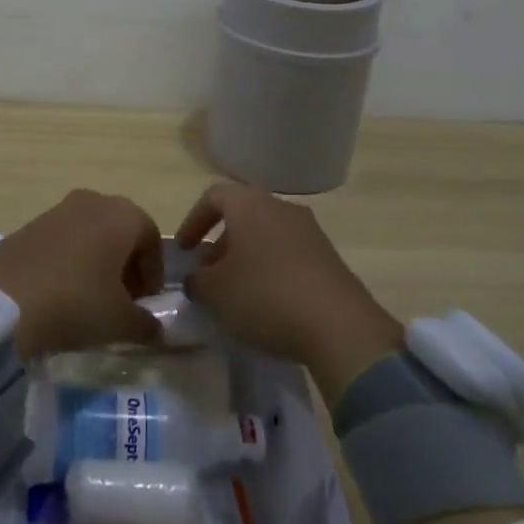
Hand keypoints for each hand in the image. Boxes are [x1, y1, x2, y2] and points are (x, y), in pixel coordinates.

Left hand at [0, 190, 165, 358]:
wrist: (4, 302)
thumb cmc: (76, 303)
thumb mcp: (121, 323)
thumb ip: (147, 324)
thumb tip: (155, 328)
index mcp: (121, 214)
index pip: (151, 238)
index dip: (154, 272)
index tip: (147, 303)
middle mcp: (92, 201)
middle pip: (121, 231)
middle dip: (127, 265)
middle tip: (123, 301)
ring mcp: (58, 209)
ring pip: (91, 232)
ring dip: (99, 261)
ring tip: (92, 298)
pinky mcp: (30, 223)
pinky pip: (64, 238)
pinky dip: (72, 259)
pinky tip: (62, 291)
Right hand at [176, 182, 403, 402]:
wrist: (340, 326)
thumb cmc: (265, 297)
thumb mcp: (215, 293)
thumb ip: (197, 280)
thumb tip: (198, 277)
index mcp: (249, 204)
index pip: (213, 196)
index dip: (193, 221)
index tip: (184, 250)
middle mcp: (280, 207)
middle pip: (242, 215)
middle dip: (221, 243)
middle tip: (209, 274)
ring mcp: (310, 231)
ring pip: (267, 235)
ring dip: (247, 258)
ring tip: (236, 293)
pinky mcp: (329, 258)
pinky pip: (290, 254)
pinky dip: (272, 270)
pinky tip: (268, 303)